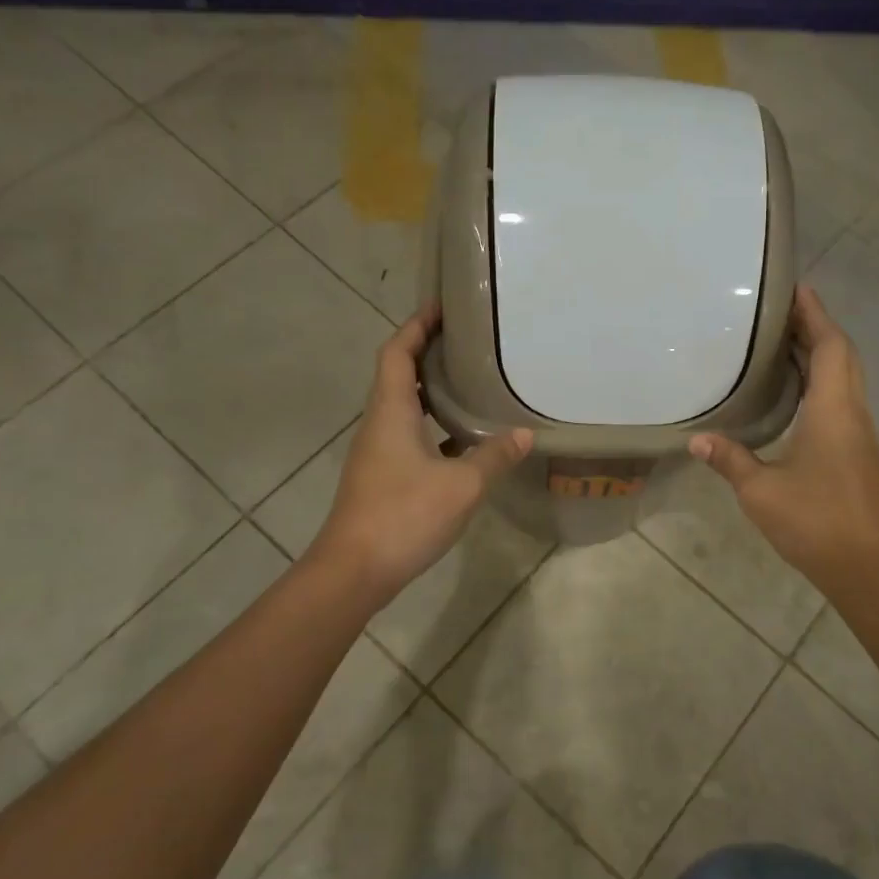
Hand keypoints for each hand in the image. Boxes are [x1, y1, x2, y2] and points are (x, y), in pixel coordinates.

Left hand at [311, 306, 531, 603]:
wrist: (354, 571)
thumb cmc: (404, 515)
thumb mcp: (462, 484)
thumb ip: (494, 455)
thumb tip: (525, 433)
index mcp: (391, 411)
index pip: (397, 351)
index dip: (417, 325)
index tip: (443, 306)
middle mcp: (379, 423)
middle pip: (399, 373)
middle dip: (428, 351)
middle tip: (468, 340)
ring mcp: (378, 452)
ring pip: (405, 406)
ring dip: (432, 389)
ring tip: (471, 380)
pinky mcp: (383, 477)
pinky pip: (410, 436)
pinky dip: (433, 426)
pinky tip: (463, 439)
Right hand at [689, 287, 878, 597]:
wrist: (863, 566)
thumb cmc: (812, 521)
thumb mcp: (759, 490)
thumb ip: (729, 459)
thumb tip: (696, 439)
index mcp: (833, 412)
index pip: (831, 347)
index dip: (816, 315)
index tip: (796, 288)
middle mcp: (852, 414)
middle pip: (843, 356)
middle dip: (817, 327)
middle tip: (781, 311)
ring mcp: (859, 434)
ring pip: (846, 377)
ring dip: (822, 352)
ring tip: (784, 340)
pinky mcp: (858, 451)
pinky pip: (843, 398)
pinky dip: (824, 379)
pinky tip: (797, 390)